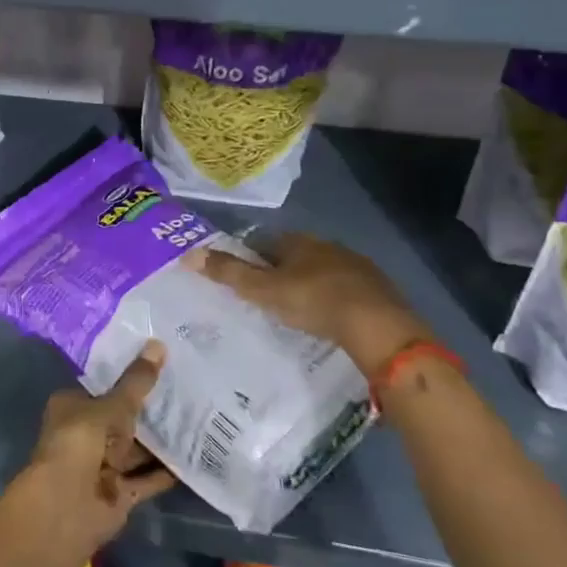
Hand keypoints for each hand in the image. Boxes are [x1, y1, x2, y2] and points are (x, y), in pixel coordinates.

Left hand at [21, 342, 175, 553]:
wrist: (68, 503)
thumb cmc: (82, 441)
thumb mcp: (114, 405)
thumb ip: (137, 381)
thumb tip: (158, 344)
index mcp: (72, 407)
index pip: (102, 387)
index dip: (127, 378)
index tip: (159, 366)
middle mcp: (84, 434)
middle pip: (121, 419)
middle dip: (149, 411)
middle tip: (187, 390)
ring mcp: (101, 466)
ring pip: (136, 449)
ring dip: (161, 441)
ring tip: (198, 418)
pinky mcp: (118, 493)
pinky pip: (147, 478)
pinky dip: (166, 471)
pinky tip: (195, 457)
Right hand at [201, 234, 432, 383]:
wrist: (377, 325)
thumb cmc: (313, 301)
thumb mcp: (263, 290)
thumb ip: (228, 273)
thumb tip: (188, 254)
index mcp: (298, 242)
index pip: (264, 242)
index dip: (250, 257)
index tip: (241, 278)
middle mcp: (326, 246)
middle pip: (294, 255)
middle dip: (281, 271)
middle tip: (266, 296)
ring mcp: (355, 266)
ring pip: (322, 271)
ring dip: (309, 284)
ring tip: (296, 310)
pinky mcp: (377, 289)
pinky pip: (345, 289)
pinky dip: (333, 299)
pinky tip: (329, 318)